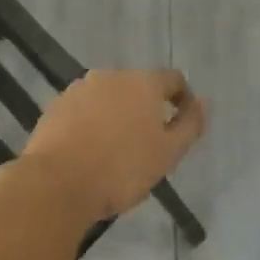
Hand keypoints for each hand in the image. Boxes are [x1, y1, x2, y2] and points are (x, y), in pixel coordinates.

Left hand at [20, 69, 205, 223]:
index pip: (174, 80)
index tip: (181, 128)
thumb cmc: (121, 170)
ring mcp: (81, 88)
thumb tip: (203, 102)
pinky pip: (84, 109)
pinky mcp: (57, 105)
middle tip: (147, 145)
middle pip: (139, 87)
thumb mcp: (168, 154)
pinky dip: (91, 123)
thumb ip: (190, 125)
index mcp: (144, 82)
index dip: (183, 100)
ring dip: (117, 115)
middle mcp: (113, 75)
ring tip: (115, 150)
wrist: (56, 184)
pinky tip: (88, 151)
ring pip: (109, 97)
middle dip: (147, 110)